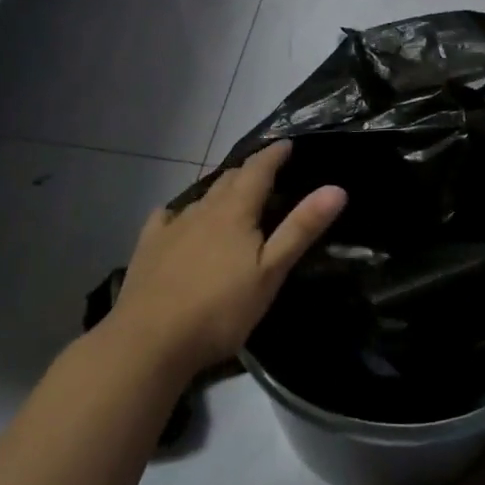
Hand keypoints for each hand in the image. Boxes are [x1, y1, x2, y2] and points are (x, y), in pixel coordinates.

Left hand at [112, 141, 345, 375]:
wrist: (150, 340)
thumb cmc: (220, 309)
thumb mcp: (271, 272)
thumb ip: (301, 228)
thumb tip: (336, 188)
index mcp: (234, 212)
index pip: (258, 170)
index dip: (273, 155)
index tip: (287, 143)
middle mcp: (202, 210)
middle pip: (228, 180)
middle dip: (249, 171)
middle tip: (265, 172)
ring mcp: (171, 227)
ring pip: (200, 198)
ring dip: (219, 191)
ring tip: (231, 196)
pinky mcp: (148, 247)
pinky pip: (166, 218)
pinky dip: (180, 213)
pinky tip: (176, 220)